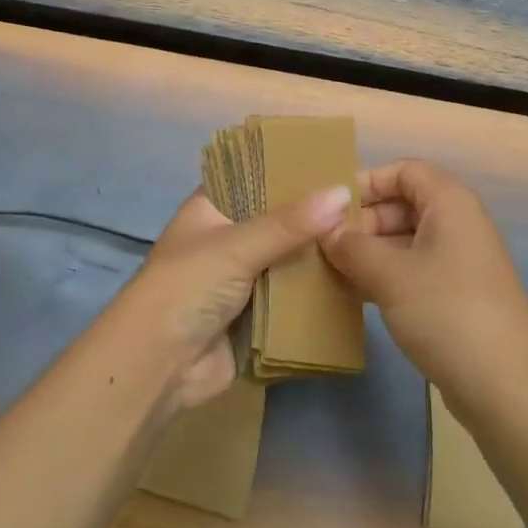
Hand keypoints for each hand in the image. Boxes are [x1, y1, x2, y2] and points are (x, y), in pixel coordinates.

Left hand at [107, 185, 350, 411]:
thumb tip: (343, 192)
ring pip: (287, 259)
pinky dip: (314, 291)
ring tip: (367, 235)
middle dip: (312, 216)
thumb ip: (290, 223)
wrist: (159, 365)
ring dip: (317, 255)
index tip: (334, 162)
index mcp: (211, 209)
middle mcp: (226, 238)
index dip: (288, 170)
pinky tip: (353, 277)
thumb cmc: (188, 287)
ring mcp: (240, 278)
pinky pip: (291, 295)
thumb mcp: (238, 246)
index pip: (253, 177)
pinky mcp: (255, 314)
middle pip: (276, 220)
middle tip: (363, 202)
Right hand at [323, 159, 527, 408]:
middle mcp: (457, 224)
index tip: (329, 208)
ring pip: (405, 241)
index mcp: (449, 203)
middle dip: (362, 221)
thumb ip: (352, 247)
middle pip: (403, 205)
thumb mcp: (390, 274)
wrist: (506, 387)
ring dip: (369, 252)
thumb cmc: (446, 311)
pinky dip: (385, 276)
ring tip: (330, 271)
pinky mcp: (456, 296)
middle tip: (323, 246)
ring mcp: (459, 262)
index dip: (366, 182)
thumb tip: (326, 232)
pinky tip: (355, 296)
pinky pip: (413, 271)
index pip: (403, 170)